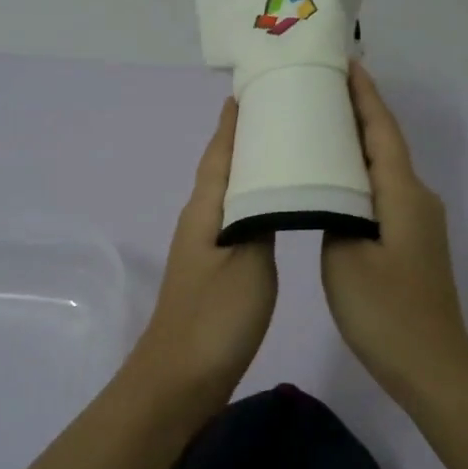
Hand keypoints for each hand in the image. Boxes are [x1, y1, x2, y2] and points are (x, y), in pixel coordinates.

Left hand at [126, 99, 277, 398]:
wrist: (181, 379)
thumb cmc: (216, 318)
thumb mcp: (248, 263)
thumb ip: (261, 220)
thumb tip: (272, 187)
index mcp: (205, 210)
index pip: (220, 154)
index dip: (233, 123)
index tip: (249, 90)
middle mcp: (200, 221)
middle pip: (223, 168)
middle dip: (245, 138)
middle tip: (280, 112)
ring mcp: (205, 248)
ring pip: (231, 194)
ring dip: (252, 169)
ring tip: (286, 151)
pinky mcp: (215, 271)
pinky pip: (237, 219)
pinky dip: (255, 201)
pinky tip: (275, 207)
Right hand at [321, 63, 467, 396]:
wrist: (431, 366)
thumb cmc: (385, 311)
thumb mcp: (345, 257)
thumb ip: (334, 213)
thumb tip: (331, 193)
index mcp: (402, 194)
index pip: (381, 130)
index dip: (364, 95)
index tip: (345, 62)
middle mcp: (416, 198)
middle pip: (385, 143)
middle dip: (357, 111)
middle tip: (320, 87)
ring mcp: (417, 222)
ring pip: (383, 169)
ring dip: (356, 143)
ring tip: (320, 124)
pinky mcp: (411, 242)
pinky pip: (382, 193)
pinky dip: (358, 175)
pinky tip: (334, 180)